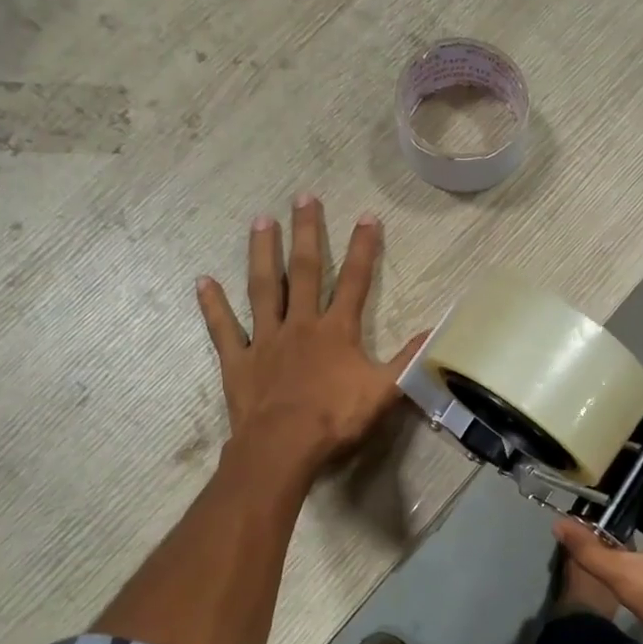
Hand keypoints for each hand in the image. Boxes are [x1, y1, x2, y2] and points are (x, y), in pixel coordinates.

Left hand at [197, 195, 424, 473]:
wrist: (283, 446)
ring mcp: (265, 339)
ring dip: (263, 254)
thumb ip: (409, 360)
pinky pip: (223, 328)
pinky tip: (203, 281)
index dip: (364, 249)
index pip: (356, 281)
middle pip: (305, 272)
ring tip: (261, 221)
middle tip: (304, 197)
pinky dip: (213, 305)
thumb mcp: (385, 391)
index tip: (368, 216)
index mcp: (337, 331)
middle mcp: (300, 324)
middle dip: (308, 234)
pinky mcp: (238, 360)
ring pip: (263, 288)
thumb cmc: (336, 418)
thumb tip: (438, 333)